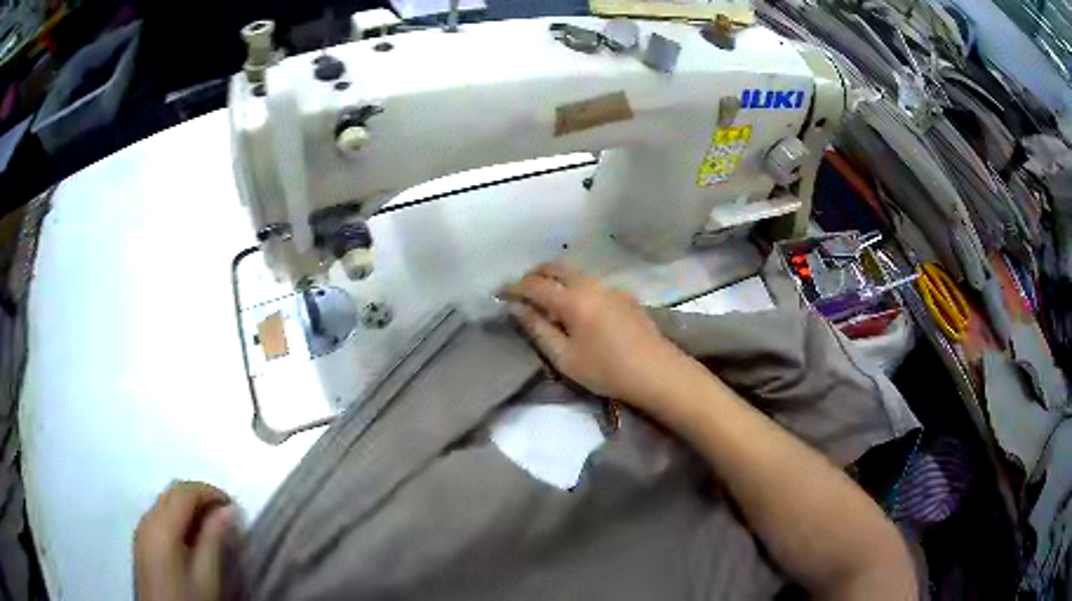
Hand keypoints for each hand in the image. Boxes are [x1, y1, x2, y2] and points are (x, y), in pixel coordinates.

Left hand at [134, 481, 235, 600]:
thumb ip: (214, 539)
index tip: (233, 506)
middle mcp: (147, 519)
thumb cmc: (188, 599)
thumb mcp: (207, 576)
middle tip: (225, 516)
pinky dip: (178, 518)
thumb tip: (228, 510)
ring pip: (165, 503)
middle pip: (172, 493)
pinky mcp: (142, 541)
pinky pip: (160, 516)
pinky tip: (192, 539)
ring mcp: (141, 529)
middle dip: (199, 497)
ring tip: (212, 528)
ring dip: (188, 507)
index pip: (185, 491)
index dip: (210, 492)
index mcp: (162, 525)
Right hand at [503, 263, 690, 408]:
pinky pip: (592, 283)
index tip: (498, 293)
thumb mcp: (564, 357)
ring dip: (556, 279)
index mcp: (572, 299)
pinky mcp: (625, 295)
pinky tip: (578, 308)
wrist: (656, 371)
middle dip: (534, 274)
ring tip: (547, 299)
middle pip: (556, 267)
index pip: (534, 285)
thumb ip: (537, 329)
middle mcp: (590, 284)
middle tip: (521, 291)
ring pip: (575, 273)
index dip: (513, 287)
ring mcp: (610, 287)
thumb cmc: (606, 370)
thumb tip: (516, 307)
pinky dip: (576, 286)